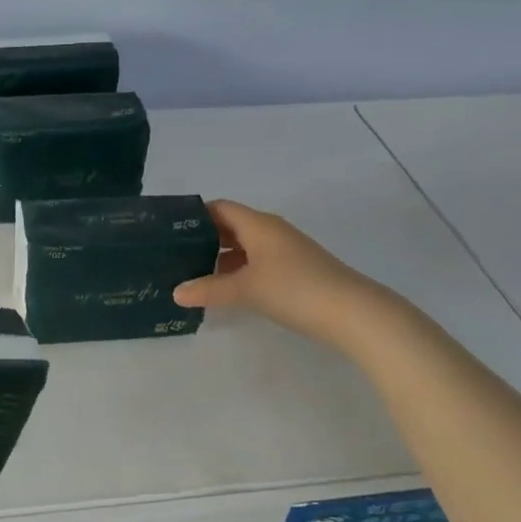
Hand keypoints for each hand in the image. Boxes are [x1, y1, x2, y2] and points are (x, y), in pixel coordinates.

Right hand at [173, 200, 388, 350]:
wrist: (352, 313)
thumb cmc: (294, 289)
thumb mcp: (246, 288)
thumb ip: (209, 289)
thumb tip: (176, 292)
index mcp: (258, 224)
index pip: (219, 208)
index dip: (194, 216)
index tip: (168, 231)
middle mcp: (271, 232)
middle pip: (231, 227)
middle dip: (203, 240)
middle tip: (173, 256)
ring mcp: (285, 252)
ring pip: (244, 248)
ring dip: (220, 259)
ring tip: (191, 275)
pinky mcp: (295, 272)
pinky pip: (256, 264)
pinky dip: (238, 273)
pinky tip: (224, 290)